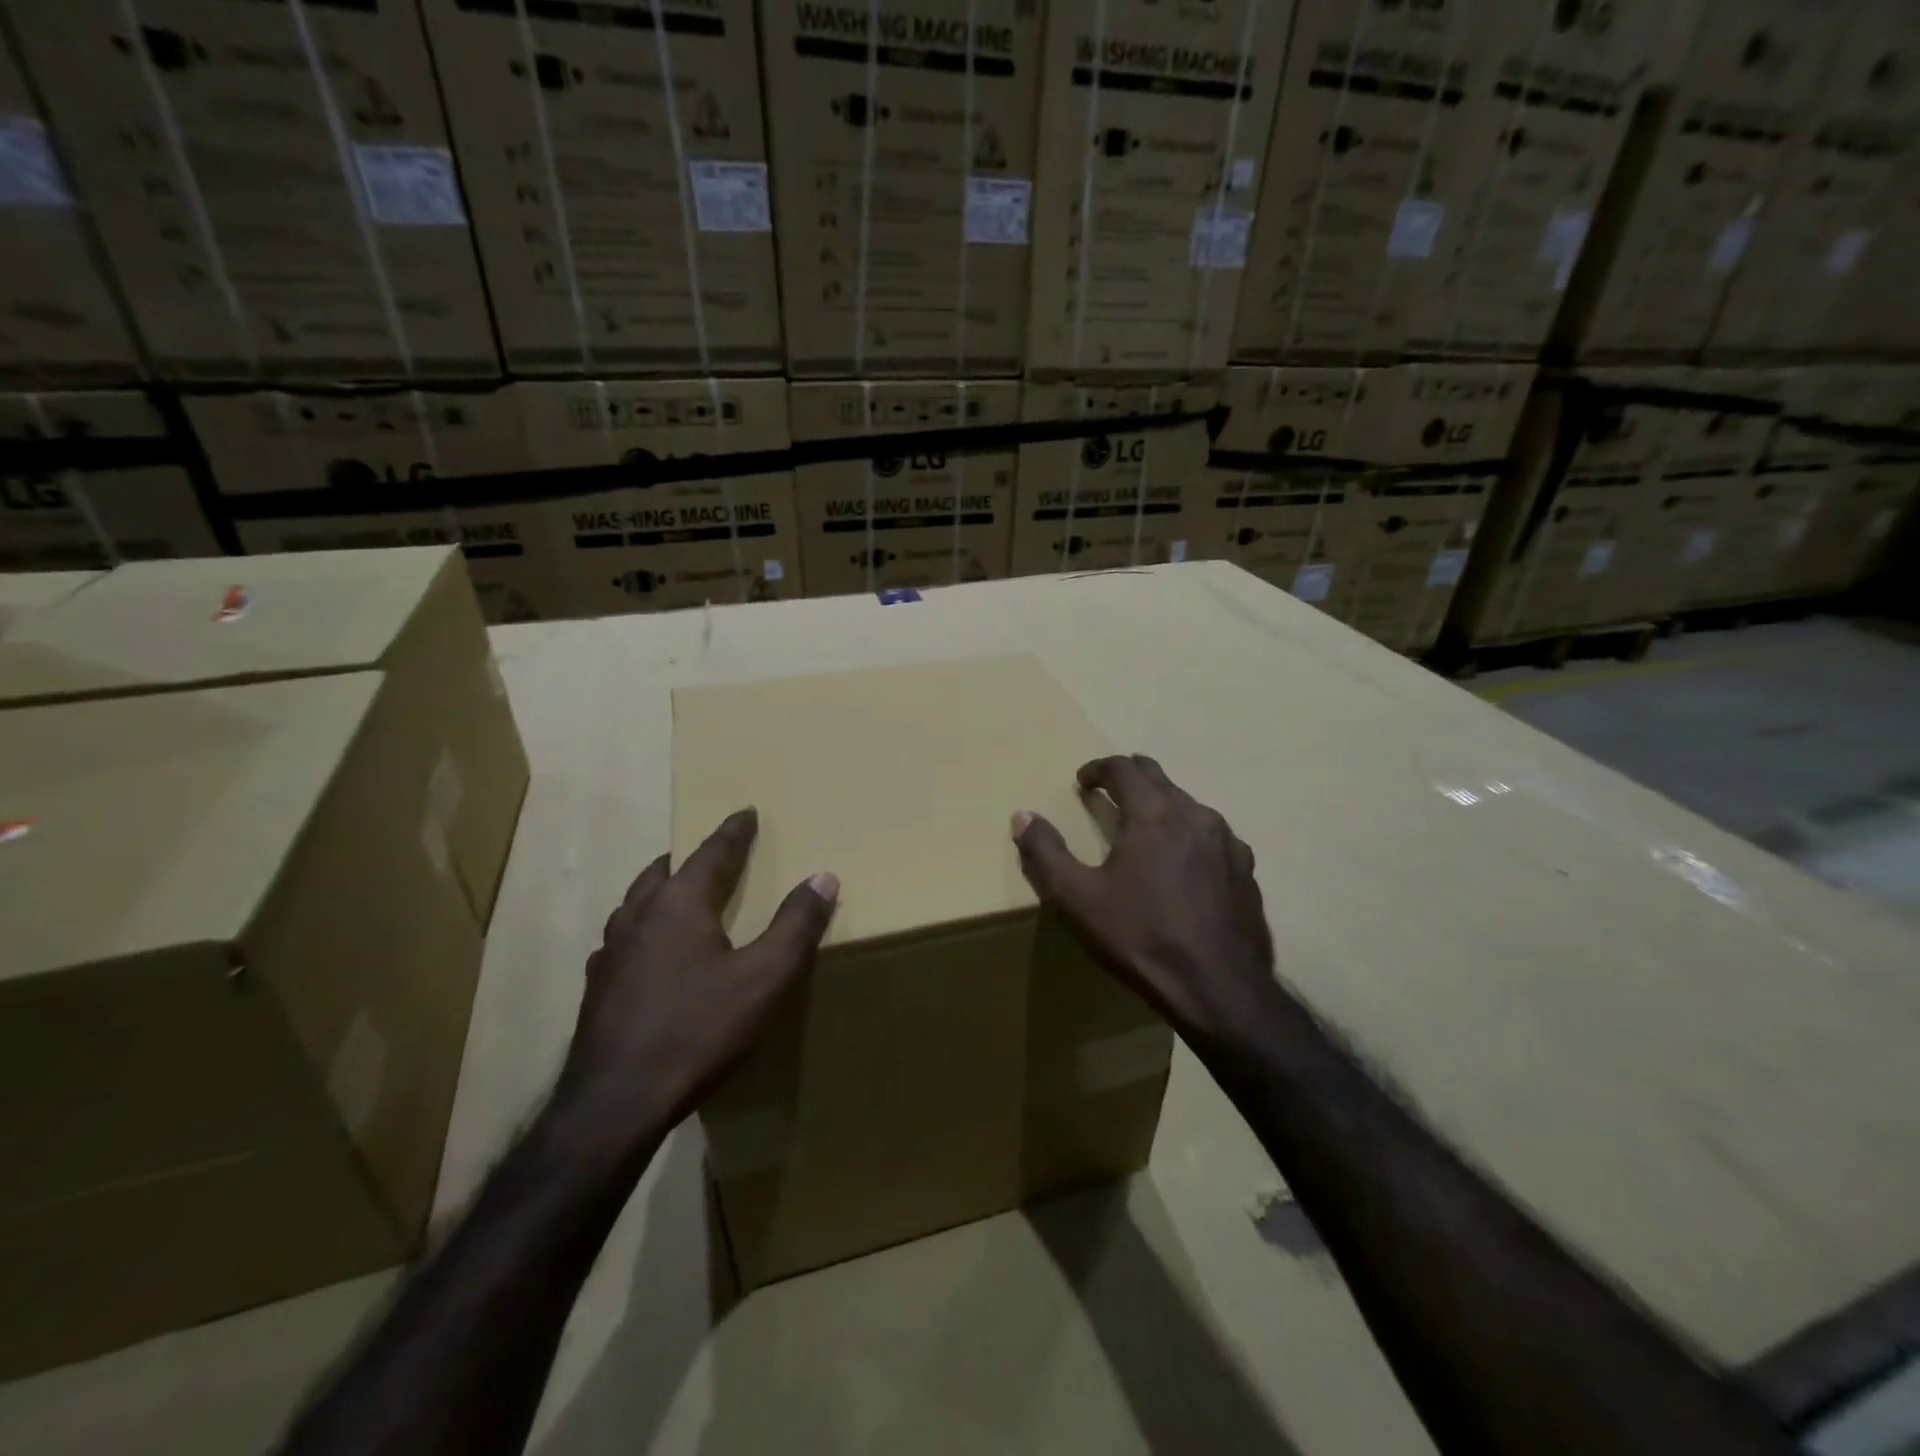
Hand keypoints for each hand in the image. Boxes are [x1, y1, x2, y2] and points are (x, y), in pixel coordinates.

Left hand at [555, 809, 837, 1146]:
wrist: (615, 1104)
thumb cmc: (698, 1031)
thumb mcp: (765, 977)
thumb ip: (796, 924)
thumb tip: (823, 876)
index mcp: (679, 904)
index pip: (712, 852)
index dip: (734, 831)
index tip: (746, 811)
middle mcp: (638, 917)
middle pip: (664, 871)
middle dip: (690, 857)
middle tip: (713, 854)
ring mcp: (610, 953)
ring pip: (636, 903)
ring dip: (661, 890)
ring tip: (681, 896)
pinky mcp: (597, 988)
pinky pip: (624, 939)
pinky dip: (644, 929)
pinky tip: (652, 955)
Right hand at [1012, 755, 1281, 1063]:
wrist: (1219, 989)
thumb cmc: (1141, 938)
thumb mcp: (1076, 899)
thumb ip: (1045, 853)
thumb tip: (1023, 816)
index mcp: (1154, 814)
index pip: (1123, 768)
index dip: (1097, 768)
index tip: (1082, 781)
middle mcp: (1195, 815)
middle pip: (1159, 777)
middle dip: (1130, 777)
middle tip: (1109, 791)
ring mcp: (1228, 842)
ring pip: (1188, 804)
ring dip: (1161, 805)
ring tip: (1144, 827)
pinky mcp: (1245, 870)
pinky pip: (1212, 835)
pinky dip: (1189, 834)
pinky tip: (1183, 863)